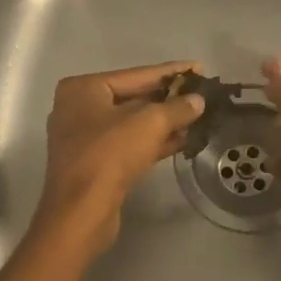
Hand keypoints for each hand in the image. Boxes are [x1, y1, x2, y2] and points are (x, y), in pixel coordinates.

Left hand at [32, 61, 207, 256]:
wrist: (82, 212)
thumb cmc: (109, 156)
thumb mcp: (148, 123)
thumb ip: (177, 108)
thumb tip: (198, 101)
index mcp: (82, 89)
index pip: (135, 74)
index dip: (170, 72)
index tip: (199, 68)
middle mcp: (79, 109)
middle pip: (133, 98)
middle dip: (168, 99)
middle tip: (202, 94)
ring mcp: (85, 139)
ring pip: (133, 124)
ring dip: (165, 122)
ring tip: (200, 116)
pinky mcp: (96, 165)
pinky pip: (130, 144)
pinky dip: (155, 142)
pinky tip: (184, 139)